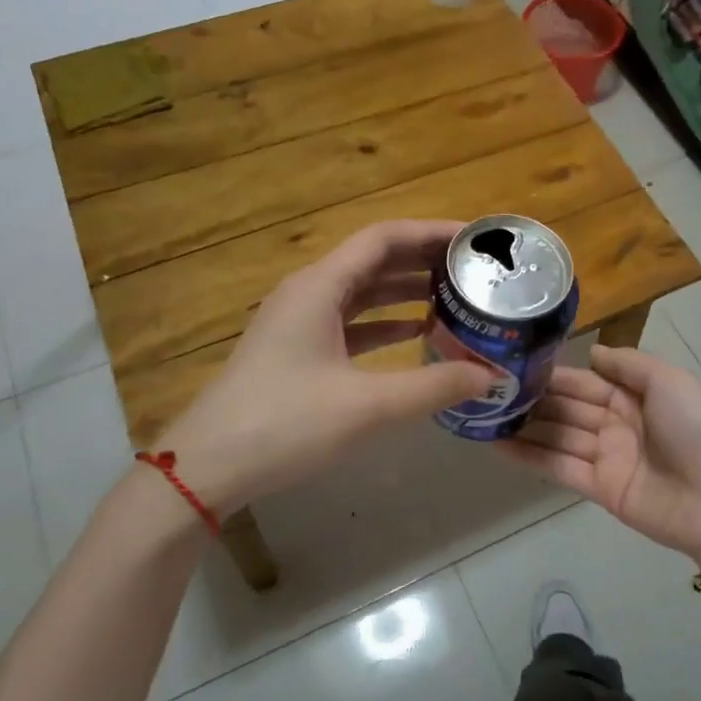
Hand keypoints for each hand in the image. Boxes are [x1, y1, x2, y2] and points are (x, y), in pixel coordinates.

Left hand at [154, 220, 492, 516]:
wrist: (208, 467)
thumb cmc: (286, 424)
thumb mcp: (368, 406)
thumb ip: (434, 387)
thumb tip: (492, 376)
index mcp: (320, 286)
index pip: (384, 238)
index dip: (432, 233)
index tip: (475, 243)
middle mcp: (309, 292)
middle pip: (374, 259)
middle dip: (424, 260)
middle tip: (475, 269)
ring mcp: (299, 322)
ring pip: (362, 292)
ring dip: (406, 291)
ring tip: (456, 297)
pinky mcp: (297, 351)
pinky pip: (350, 322)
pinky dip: (385, 323)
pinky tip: (417, 335)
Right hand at [500, 346, 700, 561]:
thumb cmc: (697, 430)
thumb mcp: (669, 381)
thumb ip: (628, 364)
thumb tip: (592, 352)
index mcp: (635, 396)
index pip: (586, 381)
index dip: (554, 374)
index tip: (516, 364)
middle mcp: (616, 423)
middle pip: (567, 408)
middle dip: (534, 399)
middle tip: (489, 388)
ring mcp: (606, 457)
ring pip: (557, 436)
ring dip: (524, 426)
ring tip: (484, 413)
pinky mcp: (598, 488)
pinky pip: (558, 467)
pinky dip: (528, 456)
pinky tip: (496, 444)